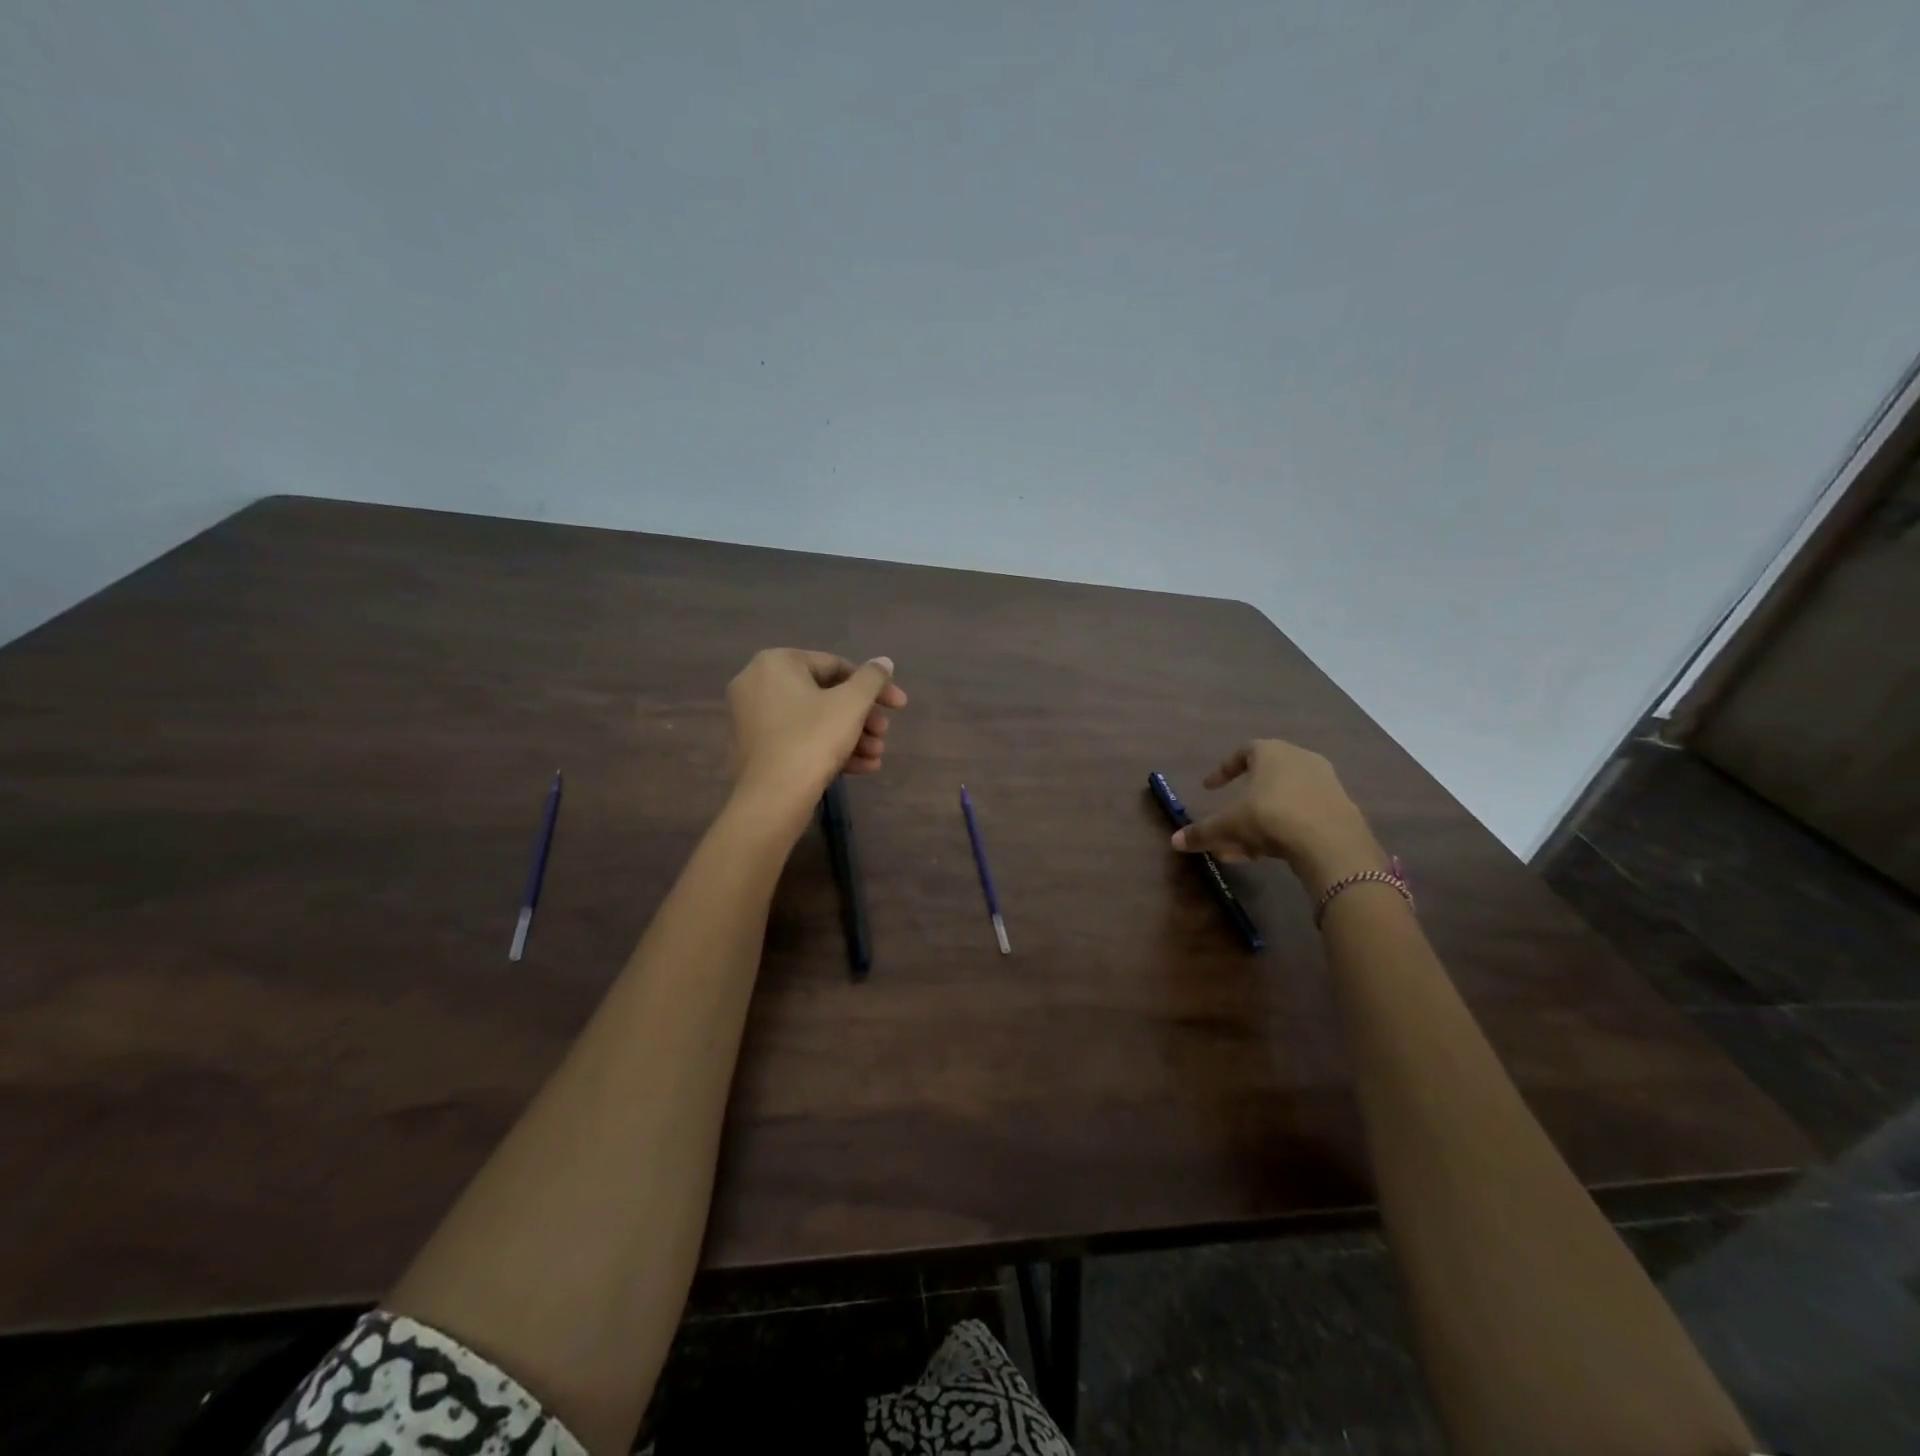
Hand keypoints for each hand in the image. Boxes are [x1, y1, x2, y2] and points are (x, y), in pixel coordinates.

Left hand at [726, 648, 907, 817]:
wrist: (772, 799)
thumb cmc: (812, 740)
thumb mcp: (851, 704)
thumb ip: (872, 678)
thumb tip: (884, 661)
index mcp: (777, 663)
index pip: (836, 666)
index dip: (874, 686)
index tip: (899, 705)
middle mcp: (758, 683)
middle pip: (826, 695)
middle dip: (862, 717)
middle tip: (884, 734)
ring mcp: (753, 718)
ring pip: (815, 720)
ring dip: (852, 736)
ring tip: (877, 755)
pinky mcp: (756, 748)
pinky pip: (799, 738)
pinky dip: (829, 748)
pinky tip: (863, 767)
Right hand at [1170, 739, 1382, 894]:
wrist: (1332, 844)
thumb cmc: (1272, 818)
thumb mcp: (1229, 825)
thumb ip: (1203, 831)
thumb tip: (1174, 841)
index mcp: (1271, 752)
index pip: (1243, 752)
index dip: (1223, 771)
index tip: (1209, 788)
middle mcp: (1300, 759)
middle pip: (1264, 779)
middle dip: (1242, 803)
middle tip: (1227, 824)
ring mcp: (1325, 784)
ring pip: (1282, 800)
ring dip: (1260, 820)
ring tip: (1243, 847)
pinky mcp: (1341, 809)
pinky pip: (1303, 814)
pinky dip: (1284, 828)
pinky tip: (1270, 852)